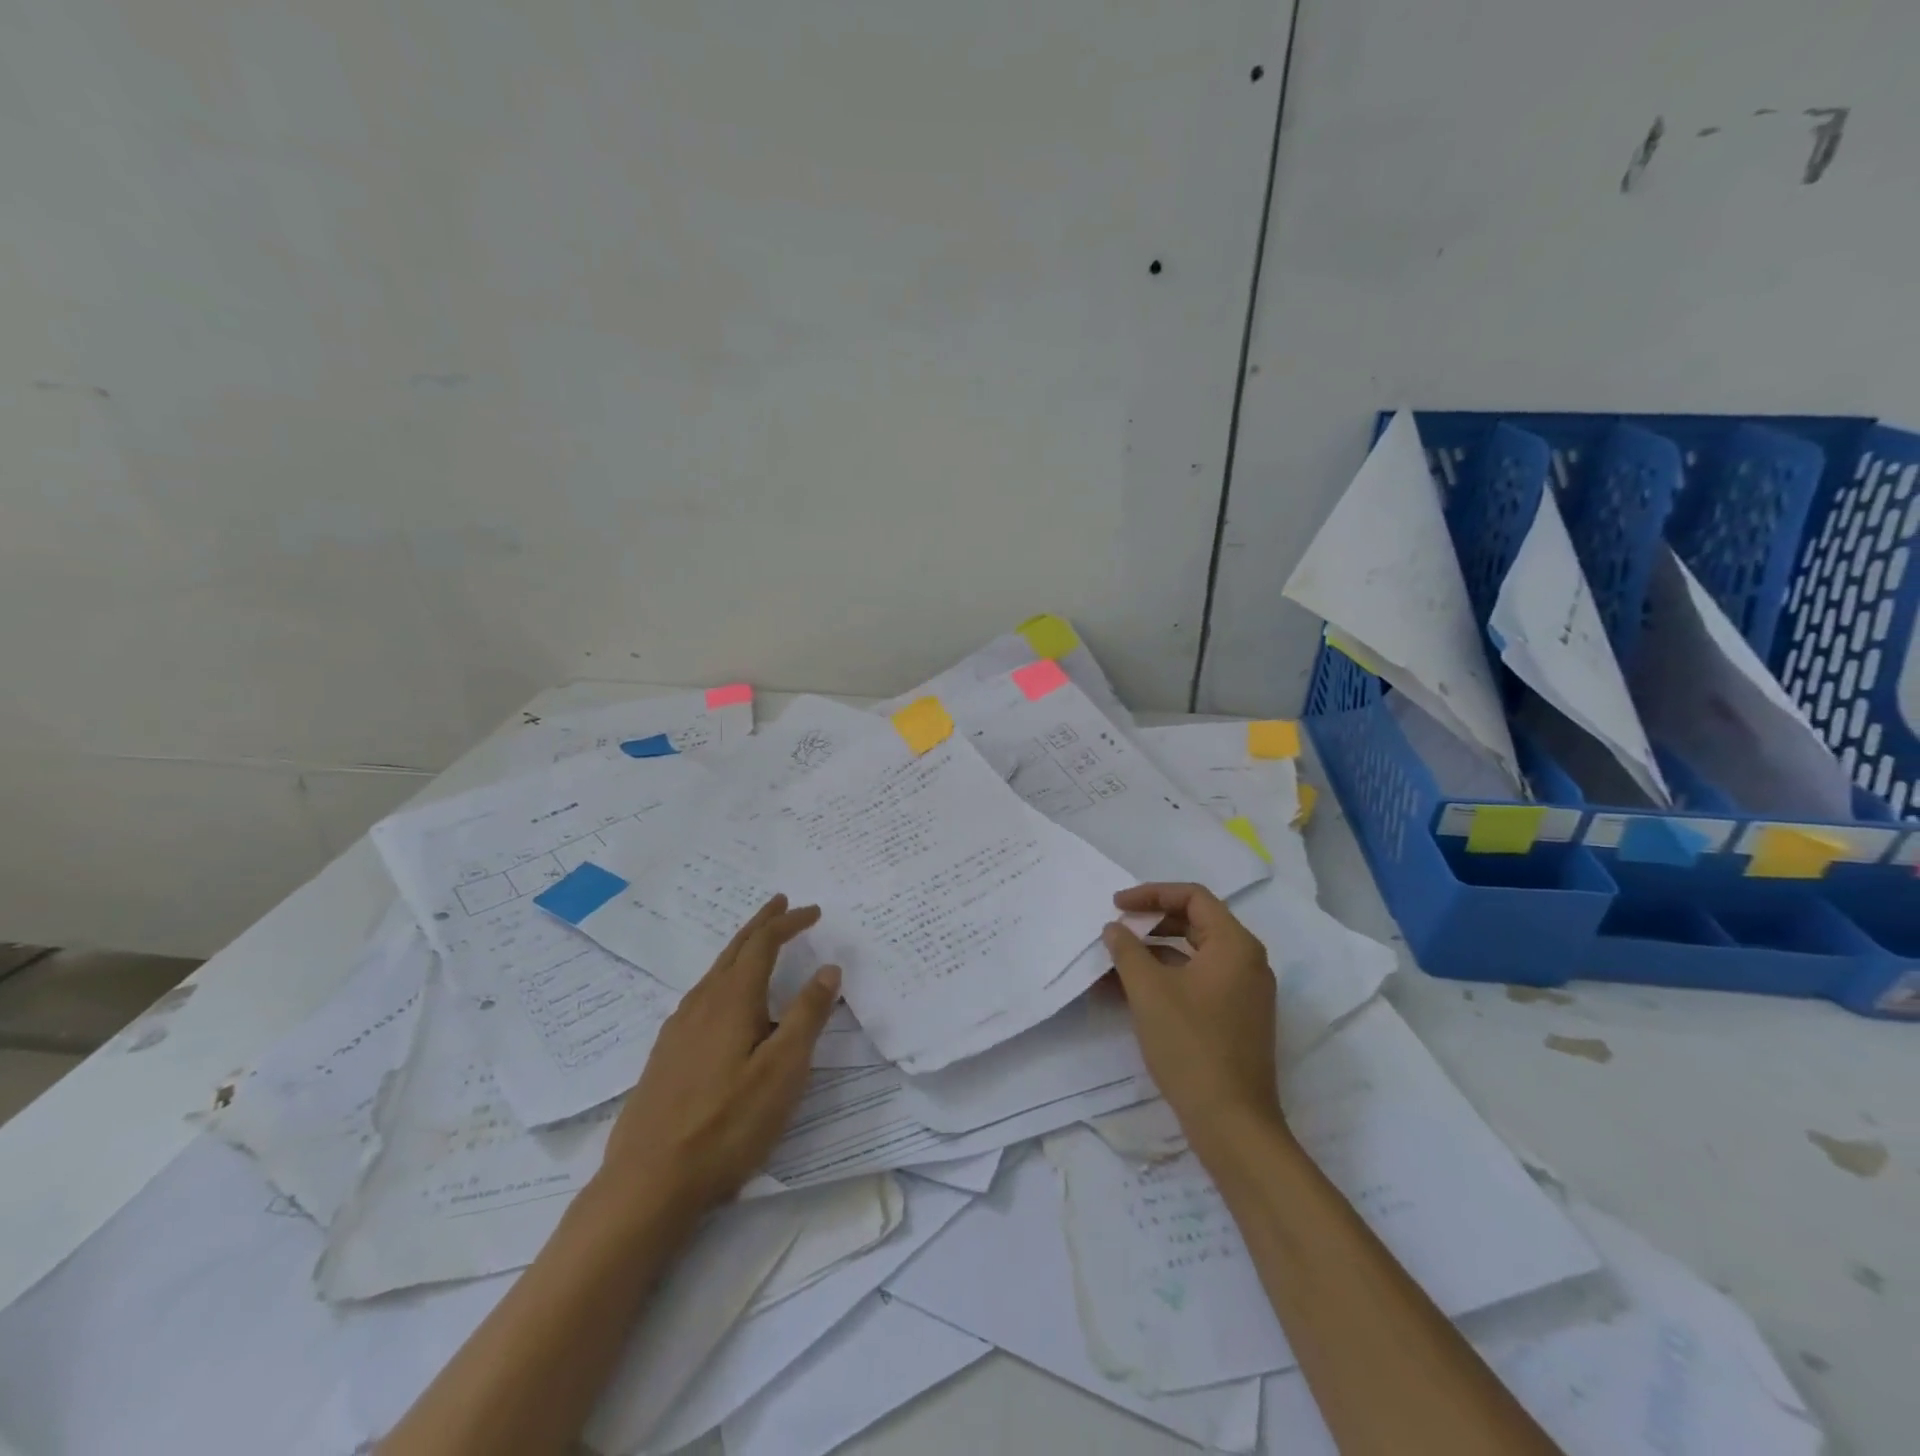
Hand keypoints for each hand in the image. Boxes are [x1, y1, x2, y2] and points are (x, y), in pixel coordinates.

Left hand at [595, 895, 841, 1219]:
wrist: (647, 1183)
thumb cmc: (726, 1125)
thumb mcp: (782, 1071)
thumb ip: (807, 1016)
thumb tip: (828, 968)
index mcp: (731, 1000)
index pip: (763, 944)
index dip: (788, 923)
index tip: (813, 911)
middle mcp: (701, 1004)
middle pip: (734, 950)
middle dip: (761, 924)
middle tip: (781, 905)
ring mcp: (678, 1030)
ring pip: (715, 973)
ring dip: (741, 951)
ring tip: (759, 946)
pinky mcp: (666, 1055)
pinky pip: (702, 997)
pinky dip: (725, 978)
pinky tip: (726, 1003)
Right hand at [1103, 883, 1284, 1167]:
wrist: (1232, 1122)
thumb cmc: (1190, 1045)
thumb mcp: (1149, 991)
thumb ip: (1127, 950)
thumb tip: (1115, 929)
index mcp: (1235, 945)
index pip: (1193, 897)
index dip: (1151, 894)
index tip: (1117, 906)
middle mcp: (1247, 962)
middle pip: (1195, 923)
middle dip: (1150, 923)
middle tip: (1116, 931)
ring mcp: (1245, 992)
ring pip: (1193, 955)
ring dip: (1153, 953)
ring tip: (1114, 964)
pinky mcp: (1236, 1018)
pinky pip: (1198, 981)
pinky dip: (1166, 978)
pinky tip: (1130, 993)